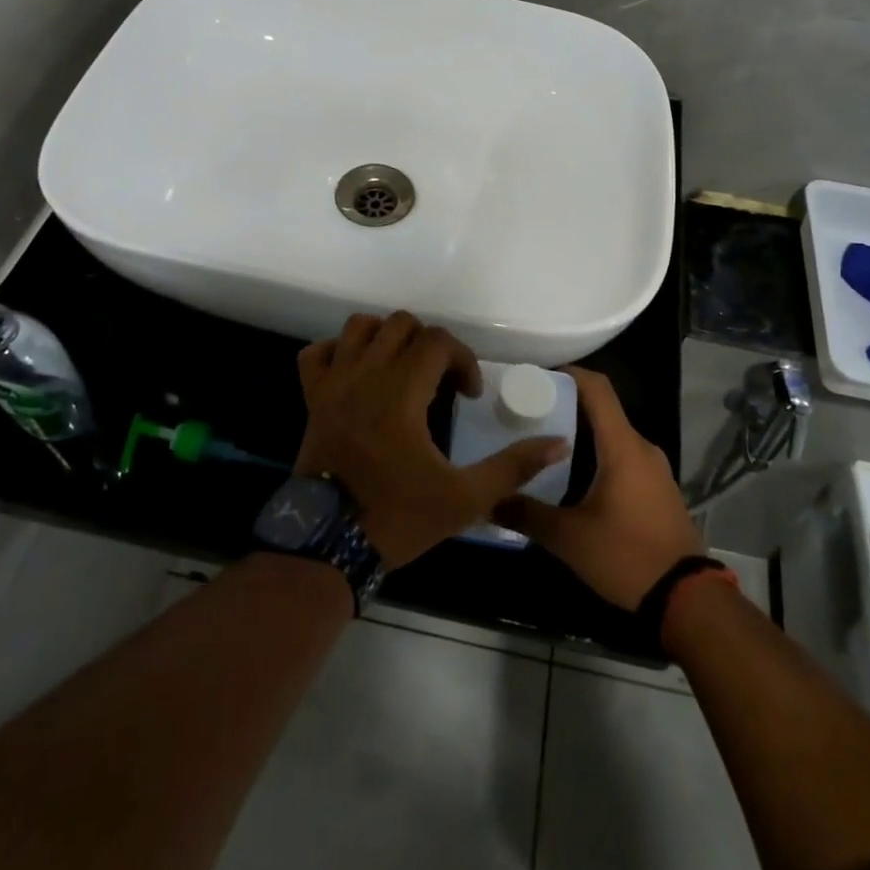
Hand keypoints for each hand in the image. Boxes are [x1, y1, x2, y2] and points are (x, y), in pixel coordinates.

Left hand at [295, 312, 572, 569]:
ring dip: (386, 338)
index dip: (463, 359)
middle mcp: (366, 375)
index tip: (468, 395)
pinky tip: (357, 374)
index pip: (437, 341)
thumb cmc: (398, 517)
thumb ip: (513, 467)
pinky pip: (317, 352)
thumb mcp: (465, 498)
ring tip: (402, 369)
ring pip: (359, 327)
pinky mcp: (311, 397)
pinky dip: (338, 352)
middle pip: (401, 324)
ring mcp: (333, 383)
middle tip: (439, 380)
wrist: (329, 544)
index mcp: (402, 392)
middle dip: (429, 344)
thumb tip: (558, 444)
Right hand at [492, 366, 703, 609]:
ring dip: (581, 435)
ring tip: (543, 445)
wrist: (688, 600)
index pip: (597, 388)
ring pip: (613, 436)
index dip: (568, 374)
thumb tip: (489, 500)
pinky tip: (573, 477)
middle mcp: (642, 447)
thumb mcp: (569, 538)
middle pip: (602, 410)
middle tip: (528, 415)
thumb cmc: (627, 556)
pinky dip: (598, 455)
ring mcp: (654, 469)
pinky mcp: (658, 489)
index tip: (536, 377)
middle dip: (566, 407)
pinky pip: (624, 456)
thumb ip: (526, 513)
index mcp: (622, 446)